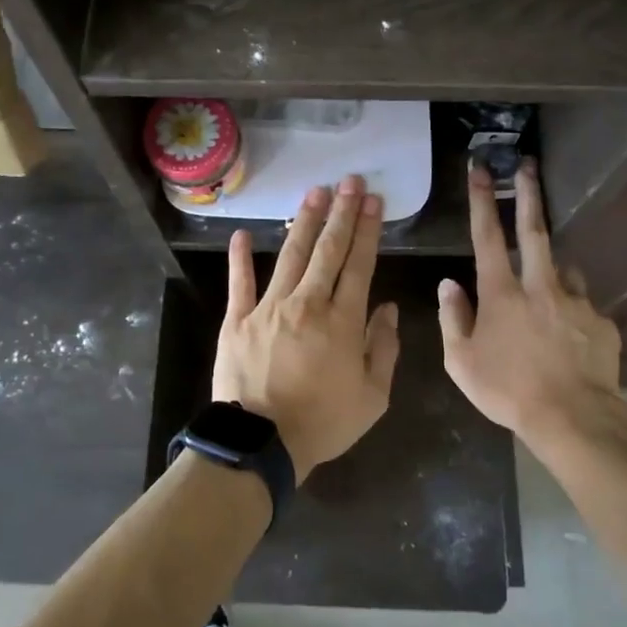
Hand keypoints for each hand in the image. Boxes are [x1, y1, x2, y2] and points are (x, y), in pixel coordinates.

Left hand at [214, 175, 400, 481]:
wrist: (261, 444)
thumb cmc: (322, 423)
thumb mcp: (372, 398)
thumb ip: (384, 349)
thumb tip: (389, 309)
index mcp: (342, 321)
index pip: (359, 265)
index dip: (367, 231)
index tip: (373, 202)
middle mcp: (307, 303)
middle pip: (328, 250)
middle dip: (341, 213)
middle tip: (349, 181)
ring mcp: (268, 307)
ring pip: (290, 256)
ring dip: (303, 222)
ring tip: (314, 192)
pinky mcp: (238, 319)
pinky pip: (239, 283)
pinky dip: (240, 258)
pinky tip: (241, 234)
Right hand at [437, 162, 626, 462]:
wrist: (575, 420)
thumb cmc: (508, 390)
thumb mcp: (461, 361)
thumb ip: (452, 318)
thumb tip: (449, 285)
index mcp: (502, 293)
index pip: (487, 235)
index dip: (483, 200)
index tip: (481, 169)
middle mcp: (540, 285)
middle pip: (534, 230)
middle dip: (529, 193)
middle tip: (528, 166)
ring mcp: (576, 301)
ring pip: (563, 269)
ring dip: (552, 269)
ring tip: (548, 293)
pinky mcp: (602, 321)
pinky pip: (583, 306)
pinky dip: (572, 311)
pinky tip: (570, 339)